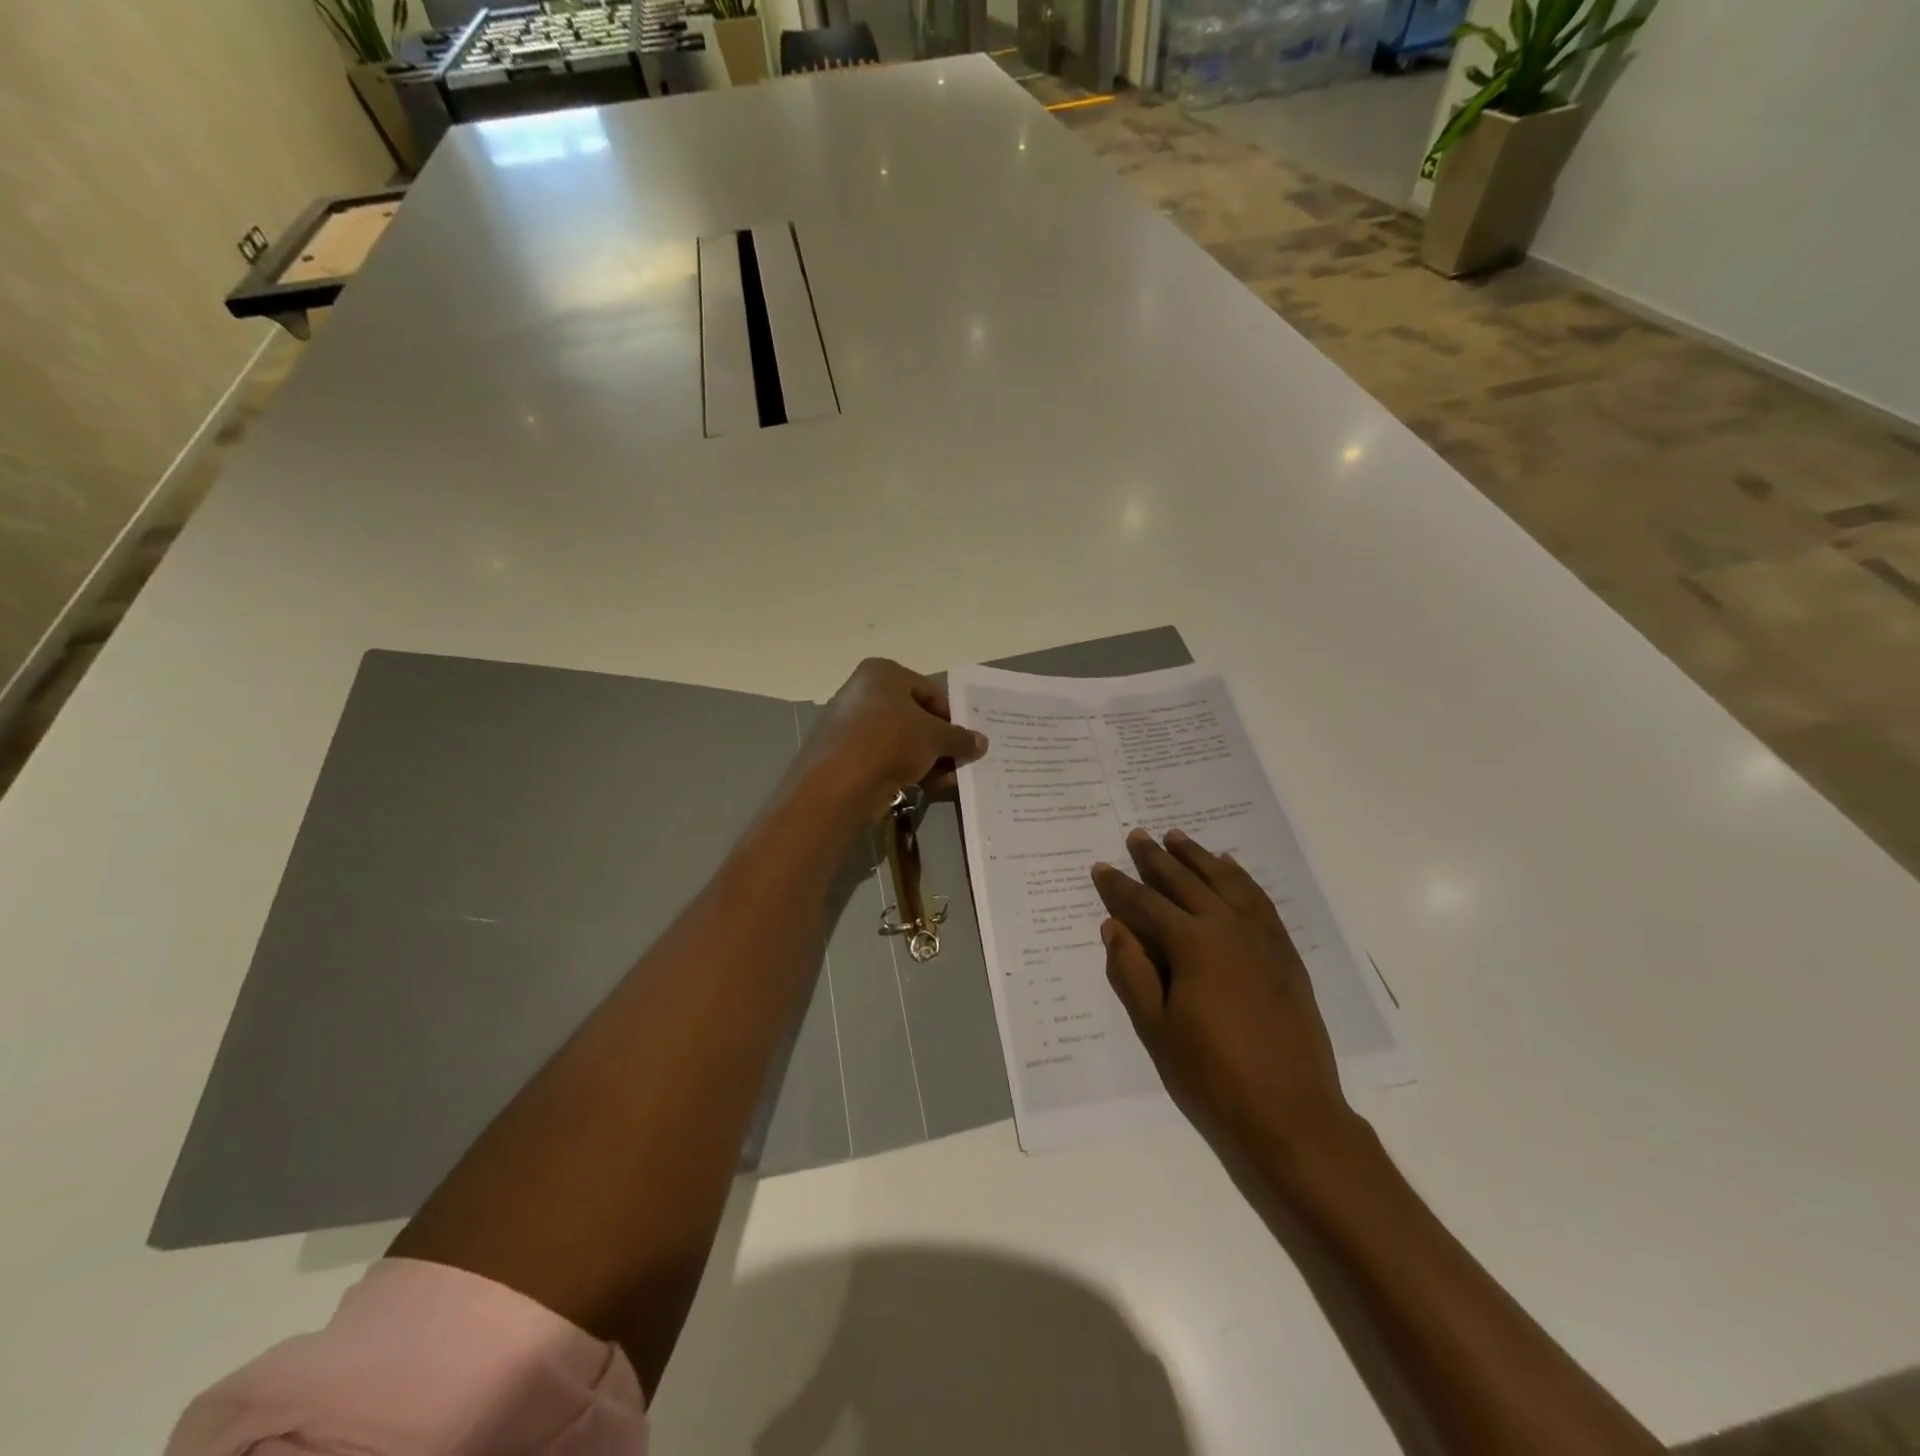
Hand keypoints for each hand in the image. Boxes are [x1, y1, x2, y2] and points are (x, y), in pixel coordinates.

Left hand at [795, 658, 988, 818]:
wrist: (837, 783)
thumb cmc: (890, 741)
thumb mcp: (935, 737)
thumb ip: (960, 738)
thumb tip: (981, 742)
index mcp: (882, 673)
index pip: (930, 691)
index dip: (952, 717)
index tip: (966, 740)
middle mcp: (863, 692)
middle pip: (915, 716)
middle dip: (939, 741)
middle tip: (959, 762)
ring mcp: (851, 725)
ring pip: (901, 741)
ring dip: (926, 760)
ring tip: (946, 780)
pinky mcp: (845, 756)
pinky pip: (884, 759)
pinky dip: (905, 770)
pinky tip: (923, 788)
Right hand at [1093, 828, 1355, 1164]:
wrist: (1290, 1110)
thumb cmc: (1212, 1072)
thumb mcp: (1156, 1026)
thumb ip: (1131, 970)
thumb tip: (1114, 926)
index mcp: (1192, 944)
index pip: (1146, 904)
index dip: (1119, 886)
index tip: (1101, 867)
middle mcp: (1227, 927)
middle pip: (1185, 882)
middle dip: (1156, 858)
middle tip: (1137, 835)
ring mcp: (1261, 936)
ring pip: (1224, 881)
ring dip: (1197, 857)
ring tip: (1177, 837)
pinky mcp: (1284, 951)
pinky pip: (1258, 899)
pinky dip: (1240, 877)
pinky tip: (1229, 867)